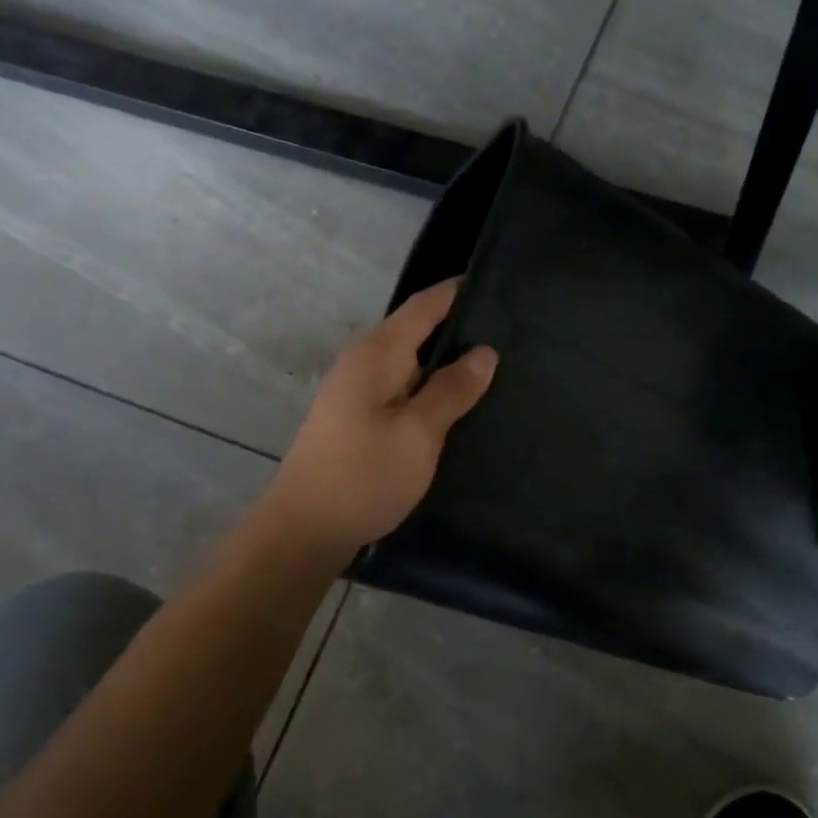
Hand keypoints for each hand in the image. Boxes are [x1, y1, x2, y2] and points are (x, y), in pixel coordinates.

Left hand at [259, 279, 497, 556]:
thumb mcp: (419, 433)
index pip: (425, 305)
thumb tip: (485, 351)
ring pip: (410, 361)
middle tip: (511, 335)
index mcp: (377, 354)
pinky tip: (455, 403)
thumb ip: (452, 389)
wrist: (306, 528)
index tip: (502, 289)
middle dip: (459, 329)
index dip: (460, 292)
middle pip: (417, 330)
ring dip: (446, 362)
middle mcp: (363, 362)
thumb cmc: (365, 476)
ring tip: (494, 368)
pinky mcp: (357, 417)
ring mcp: (356, 390)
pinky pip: (401, 387)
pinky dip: (429, 387)